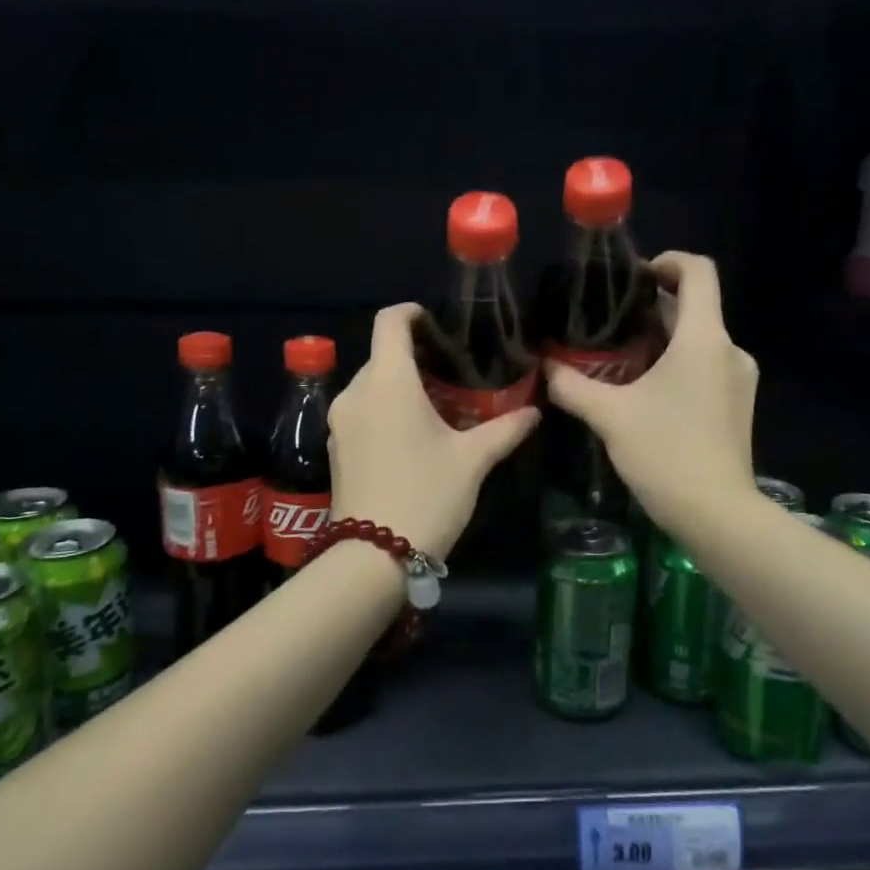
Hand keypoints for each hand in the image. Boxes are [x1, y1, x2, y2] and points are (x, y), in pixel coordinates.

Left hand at [327, 304, 540, 558]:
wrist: (373, 556)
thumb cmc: (427, 495)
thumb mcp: (472, 461)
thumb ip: (505, 429)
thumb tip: (534, 412)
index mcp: (388, 383)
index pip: (390, 323)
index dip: (412, 313)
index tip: (436, 323)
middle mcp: (356, 393)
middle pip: (382, 356)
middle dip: (414, 358)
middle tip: (450, 374)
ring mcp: (340, 422)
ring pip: (370, 386)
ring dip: (398, 387)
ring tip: (434, 406)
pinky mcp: (335, 447)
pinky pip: (360, 412)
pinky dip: (383, 411)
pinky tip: (409, 436)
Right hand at [544, 252, 757, 541]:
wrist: (717, 514)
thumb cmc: (666, 453)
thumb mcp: (610, 416)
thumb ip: (572, 386)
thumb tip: (545, 367)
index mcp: (704, 339)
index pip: (698, 272)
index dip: (667, 261)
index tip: (633, 277)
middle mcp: (729, 350)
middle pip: (694, 307)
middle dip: (652, 307)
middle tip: (607, 322)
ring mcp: (739, 379)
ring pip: (699, 340)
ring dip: (662, 339)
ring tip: (618, 357)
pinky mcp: (738, 405)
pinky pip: (706, 366)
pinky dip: (677, 364)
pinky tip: (645, 391)